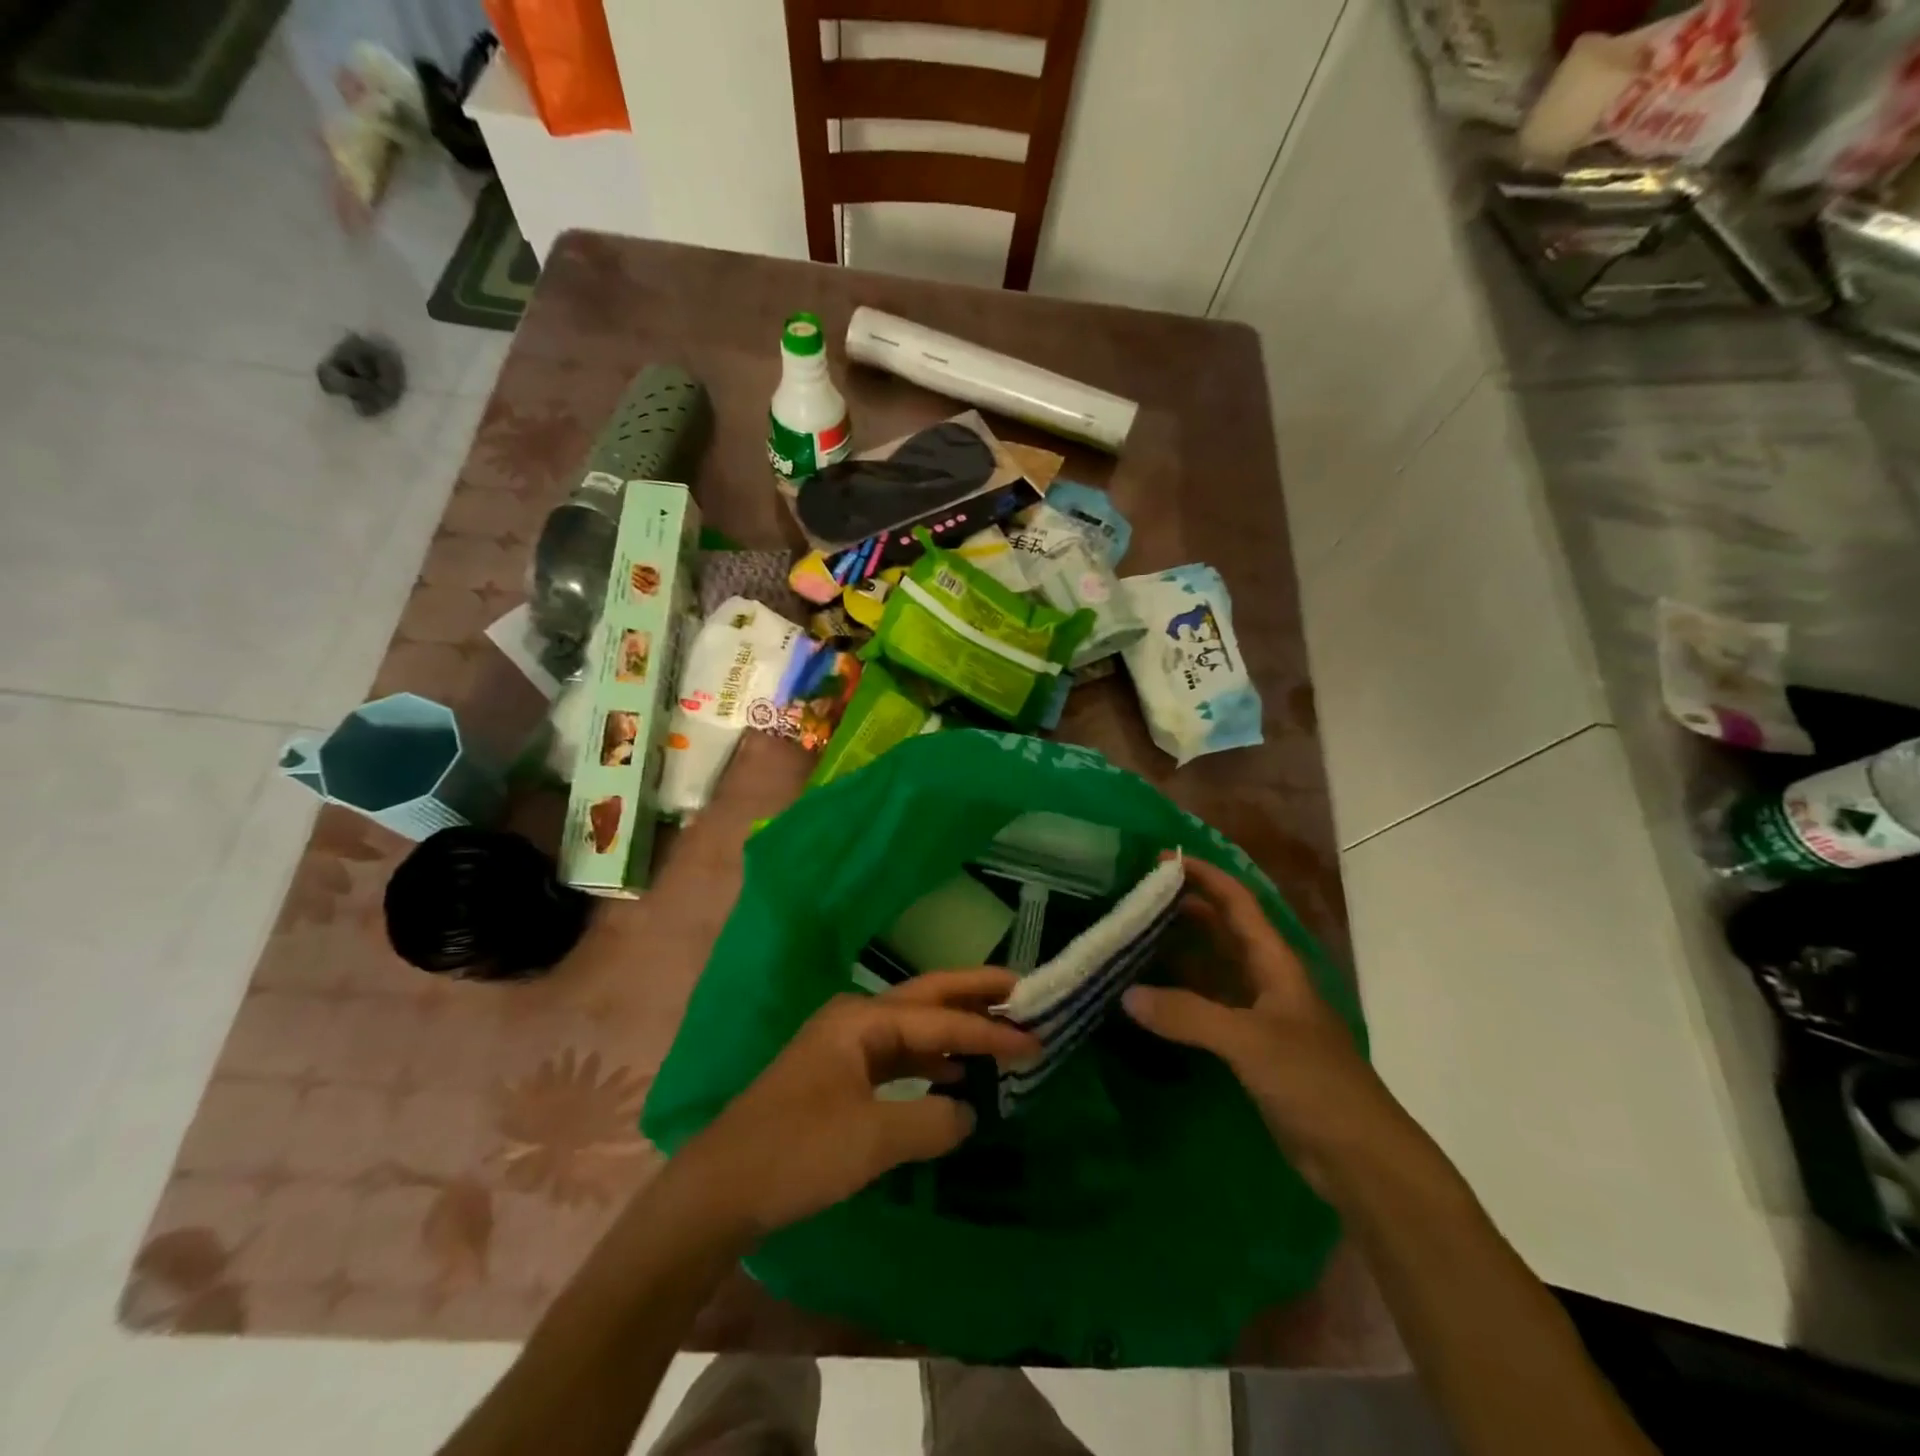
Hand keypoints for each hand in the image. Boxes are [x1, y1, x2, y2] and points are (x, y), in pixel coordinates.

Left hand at [678, 969, 1038, 1240]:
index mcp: (862, 1020)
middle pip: (926, 998)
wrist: (721, 1188)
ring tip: (998, 1031)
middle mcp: (855, 1020)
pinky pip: (897, 1057)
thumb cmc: (796, 1152)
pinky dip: (929, 1062)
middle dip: (973, 993)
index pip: (939, 1020)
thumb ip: (931, 1121)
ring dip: (954, 1029)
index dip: (989, 1031)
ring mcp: (844, 1046)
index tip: (1035, 1039)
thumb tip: (968, 1112)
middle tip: (1021, 990)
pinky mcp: (838, 1076)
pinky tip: (952, 1077)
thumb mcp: (872, 1140)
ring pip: (912, 1027)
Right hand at [1122, 855, 1409, 1195]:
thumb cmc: (1313, 1082)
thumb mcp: (1249, 1041)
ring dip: (1178, 951)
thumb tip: (1127, 994)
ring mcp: (1258, 1013)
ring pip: (1212, 967)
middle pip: (1222, 929)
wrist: (1359, 1156)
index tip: (1161, 859)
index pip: (1236, 902)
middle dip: (1184, 908)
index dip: (1204, 875)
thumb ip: (1187, 1015)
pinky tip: (1150, 997)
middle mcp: (1265, 979)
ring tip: (1132, 939)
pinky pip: (1207, 1005)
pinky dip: (1180, 995)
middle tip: (1135, 898)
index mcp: (1274, 962)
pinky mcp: (1250, 1046)